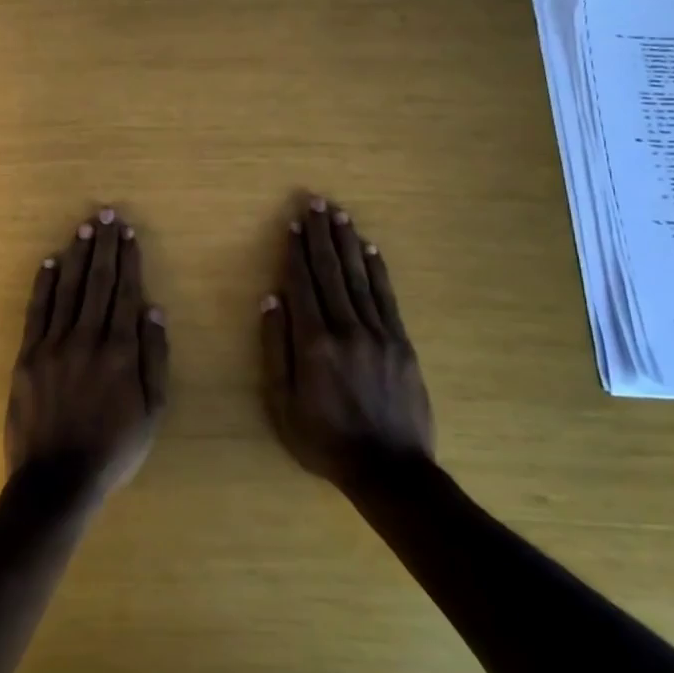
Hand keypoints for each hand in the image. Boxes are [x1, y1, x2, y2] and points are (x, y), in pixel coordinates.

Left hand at [8, 207, 168, 503]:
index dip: (128, 260)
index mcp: (121, 351)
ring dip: (78, 255)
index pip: (125, 293)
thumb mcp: (153, 412)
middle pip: (98, 282)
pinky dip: (45, 283)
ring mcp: (54, 344)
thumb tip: (154, 310)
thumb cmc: (113, 449)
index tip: (129, 233)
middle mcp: (88, 338)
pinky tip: (51, 261)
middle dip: (105, 246)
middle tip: (107, 215)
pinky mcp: (28, 355)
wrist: (57, 479)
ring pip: (69, 289)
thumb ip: (155, 358)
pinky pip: (37, 311)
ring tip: (85, 228)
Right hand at [260, 195, 434, 486]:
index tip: (293, 223)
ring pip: (359, 277)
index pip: (303, 284)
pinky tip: (370, 249)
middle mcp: (347, 328)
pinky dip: (377, 270)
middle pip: (331, 272)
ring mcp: (379, 333)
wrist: (388, 469)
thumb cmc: (324, 440)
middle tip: (316, 203)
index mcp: (314, 343)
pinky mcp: (401, 343)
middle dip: (321, 235)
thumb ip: (276, 349)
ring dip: (347, 243)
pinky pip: (387, 297)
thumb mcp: (282, 403)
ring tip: (340, 214)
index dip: (296, 252)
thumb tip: (271, 300)